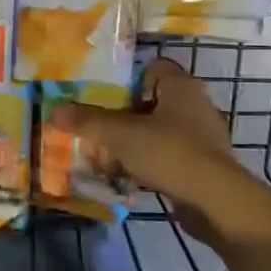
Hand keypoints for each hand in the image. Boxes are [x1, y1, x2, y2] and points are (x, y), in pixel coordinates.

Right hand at [47, 57, 246, 244]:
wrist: (215, 202)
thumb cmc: (169, 153)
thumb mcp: (119, 134)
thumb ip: (87, 121)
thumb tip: (54, 110)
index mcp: (181, 87)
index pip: (152, 68)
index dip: (126, 80)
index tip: (103, 97)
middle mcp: (196, 105)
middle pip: (150, 102)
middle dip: (122, 116)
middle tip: (97, 128)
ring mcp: (203, 137)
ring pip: (157, 131)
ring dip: (133, 142)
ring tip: (106, 156)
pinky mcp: (203, 165)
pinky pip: (167, 156)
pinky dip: (148, 163)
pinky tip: (128, 177)